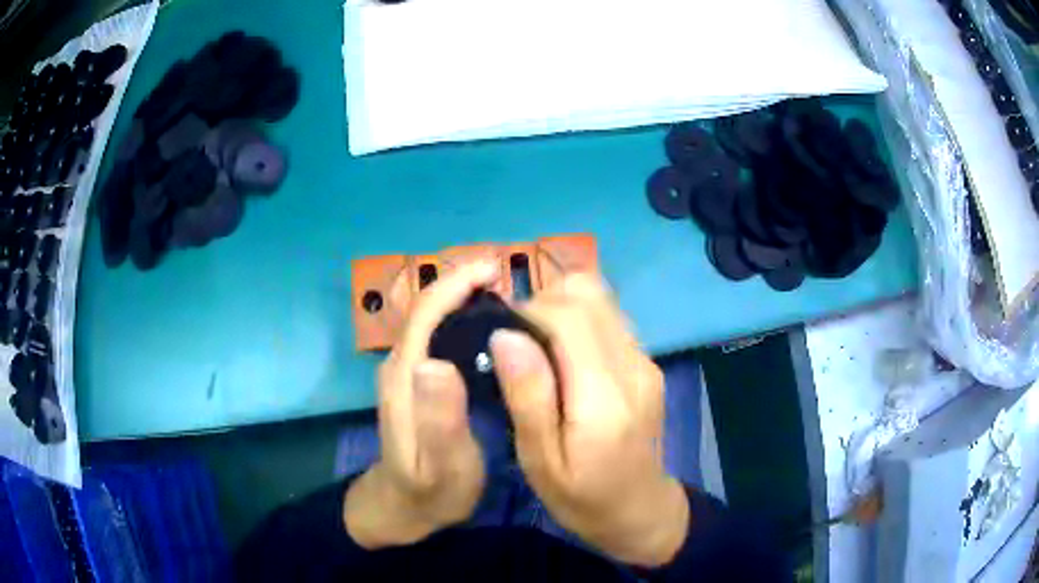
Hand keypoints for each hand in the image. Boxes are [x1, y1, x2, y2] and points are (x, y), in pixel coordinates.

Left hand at [344, 261, 498, 548]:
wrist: (404, 509)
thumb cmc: (430, 492)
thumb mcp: (441, 465)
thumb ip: (438, 419)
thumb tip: (436, 362)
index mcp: (405, 379)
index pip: (424, 315)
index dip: (455, 285)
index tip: (494, 269)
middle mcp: (402, 367)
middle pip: (428, 311)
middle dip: (464, 286)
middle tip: (510, 281)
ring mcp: (408, 374)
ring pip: (434, 322)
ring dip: (465, 301)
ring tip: (508, 299)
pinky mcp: (418, 383)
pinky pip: (440, 339)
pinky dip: (464, 323)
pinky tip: (491, 332)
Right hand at [490, 274, 688, 566]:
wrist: (640, 509)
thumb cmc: (582, 497)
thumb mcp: (541, 462)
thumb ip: (528, 397)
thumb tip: (505, 334)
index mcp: (605, 398)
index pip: (569, 316)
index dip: (527, 312)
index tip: (500, 338)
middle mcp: (633, 367)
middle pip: (587, 294)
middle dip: (542, 303)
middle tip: (517, 343)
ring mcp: (646, 361)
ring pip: (600, 299)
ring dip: (562, 308)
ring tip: (539, 348)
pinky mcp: (647, 362)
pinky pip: (609, 318)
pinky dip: (579, 321)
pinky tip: (564, 358)